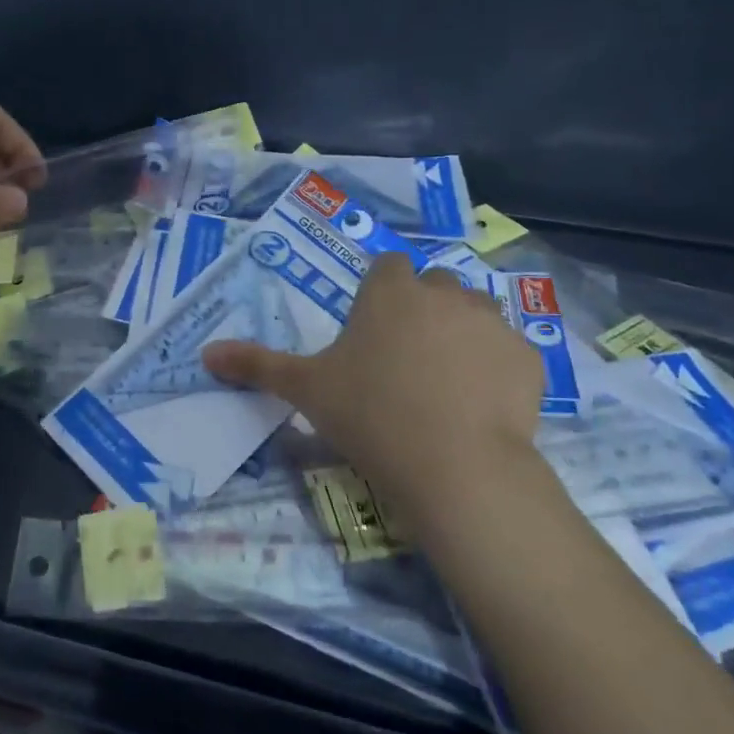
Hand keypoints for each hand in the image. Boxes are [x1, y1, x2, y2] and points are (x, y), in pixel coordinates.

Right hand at [202, 256, 545, 512]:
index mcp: (389, 293)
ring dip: (461, 333)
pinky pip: (508, 351)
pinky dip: (496, 368)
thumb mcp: (305, 389)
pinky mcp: (528, 358)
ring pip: (475, 312)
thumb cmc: (370, 414)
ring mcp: (492, 323)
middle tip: (403, 359)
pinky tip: (481, 405)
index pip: (386, 266)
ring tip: (445, 381)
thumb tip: (205, 353)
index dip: (379, 292)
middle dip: (421, 309)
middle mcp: (443, 293)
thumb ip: (256, 365)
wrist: (455, 467)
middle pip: (433, 285)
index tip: (371, 330)